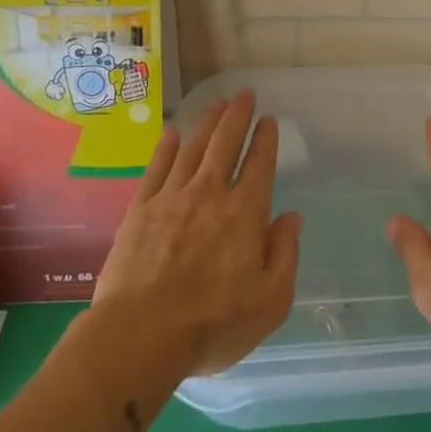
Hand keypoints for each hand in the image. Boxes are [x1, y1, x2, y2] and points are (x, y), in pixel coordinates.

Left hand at [93, 91, 300, 376]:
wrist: (139, 337)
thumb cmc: (212, 325)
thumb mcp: (270, 301)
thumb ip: (284, 254)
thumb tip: (291, 217)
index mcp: (244, 214)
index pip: (259, 165)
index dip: (266, 140)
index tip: (269, 120)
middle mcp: (209, 195)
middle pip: (225, 144)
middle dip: (237, 116)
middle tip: (244, 94)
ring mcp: (171, 199)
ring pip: (193, 149)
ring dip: (207, 123)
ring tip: (216, 104)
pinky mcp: (140, 211)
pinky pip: (157, 168)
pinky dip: (166, 148)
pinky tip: (172, 134)